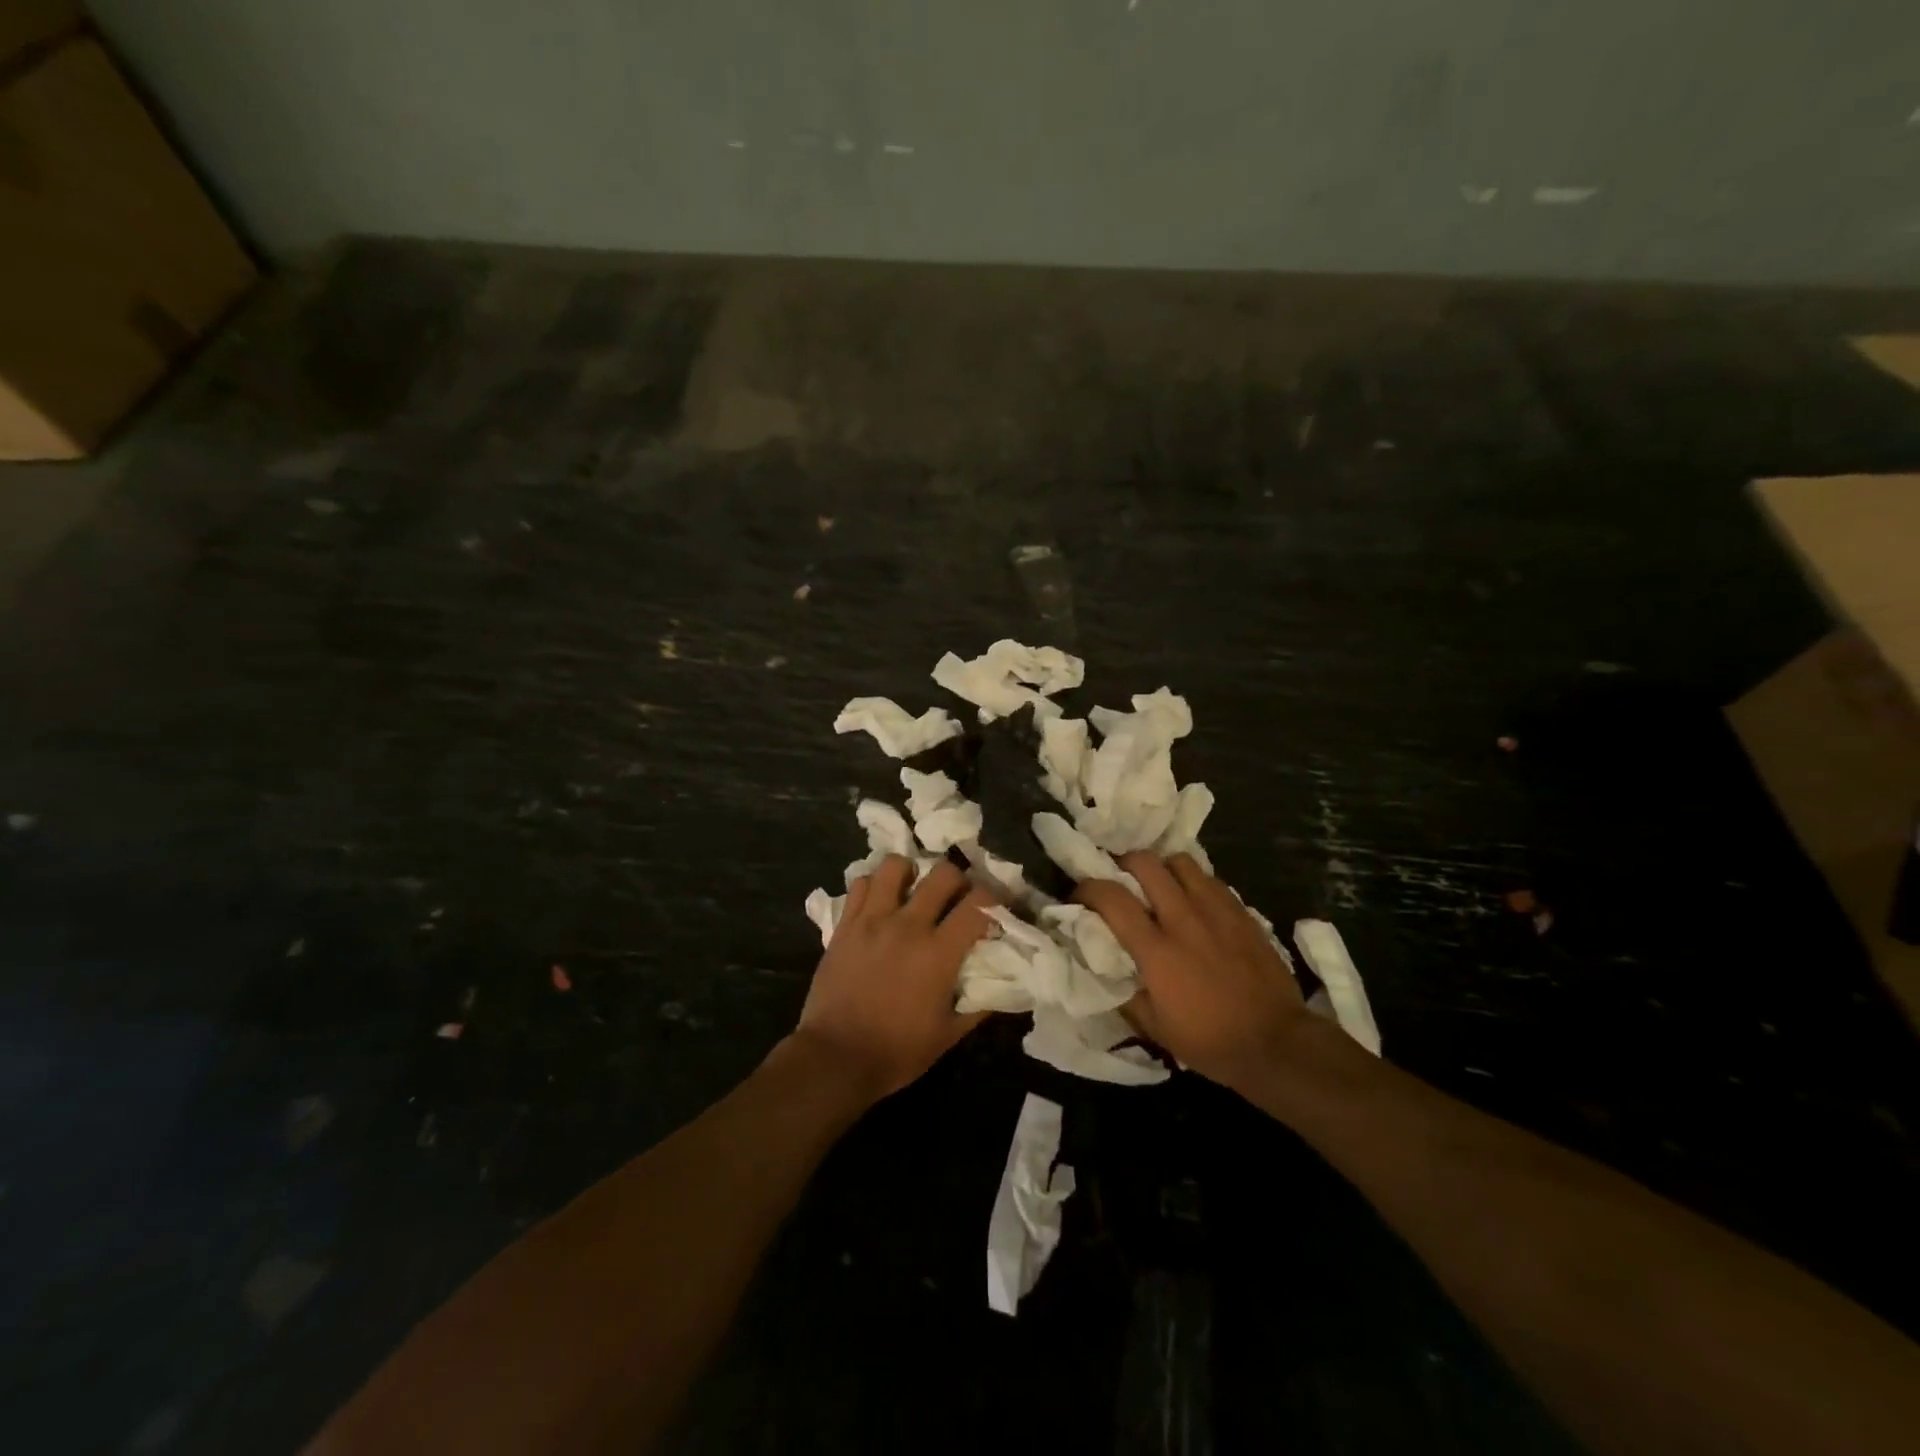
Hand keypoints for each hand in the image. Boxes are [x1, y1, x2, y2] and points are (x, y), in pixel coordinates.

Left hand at [790, 857, 997, 1101]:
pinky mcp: (844, 925)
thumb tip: (1002, 984)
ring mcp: (872, 920)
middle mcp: (908, 925)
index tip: (998, 910)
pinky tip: (880, 902)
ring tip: (914, 889)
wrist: (835, 1058)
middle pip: (943, 873)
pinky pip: (861, 884)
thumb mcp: (949, 1034)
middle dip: (959, 880)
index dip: (997, 901)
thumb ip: (979, 1004)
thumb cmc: (896, 1051)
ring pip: (895, 865)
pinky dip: (874, 885)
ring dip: (911, 872)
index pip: (980, 904)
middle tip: (957, 897)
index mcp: (938, 952)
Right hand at [1075, 853, 1308, 1090]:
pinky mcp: (1242, 912)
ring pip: (1180, 862)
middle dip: (1123, 863)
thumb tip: (1107, 970)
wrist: (1276, 1043)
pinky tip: (1193, 901)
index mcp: (1157, 950)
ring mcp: (1216, 911)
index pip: (1112, 898)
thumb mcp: (1155, 1028)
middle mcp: (1183, 919)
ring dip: (1162, 867)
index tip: (1079, 894)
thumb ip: (1126, 993)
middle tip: (1120, 878)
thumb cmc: (1210, 1041)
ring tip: (1159, 884)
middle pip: (1146, 864)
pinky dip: (1193, 882)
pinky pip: (1210, 879)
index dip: (1087, 888)